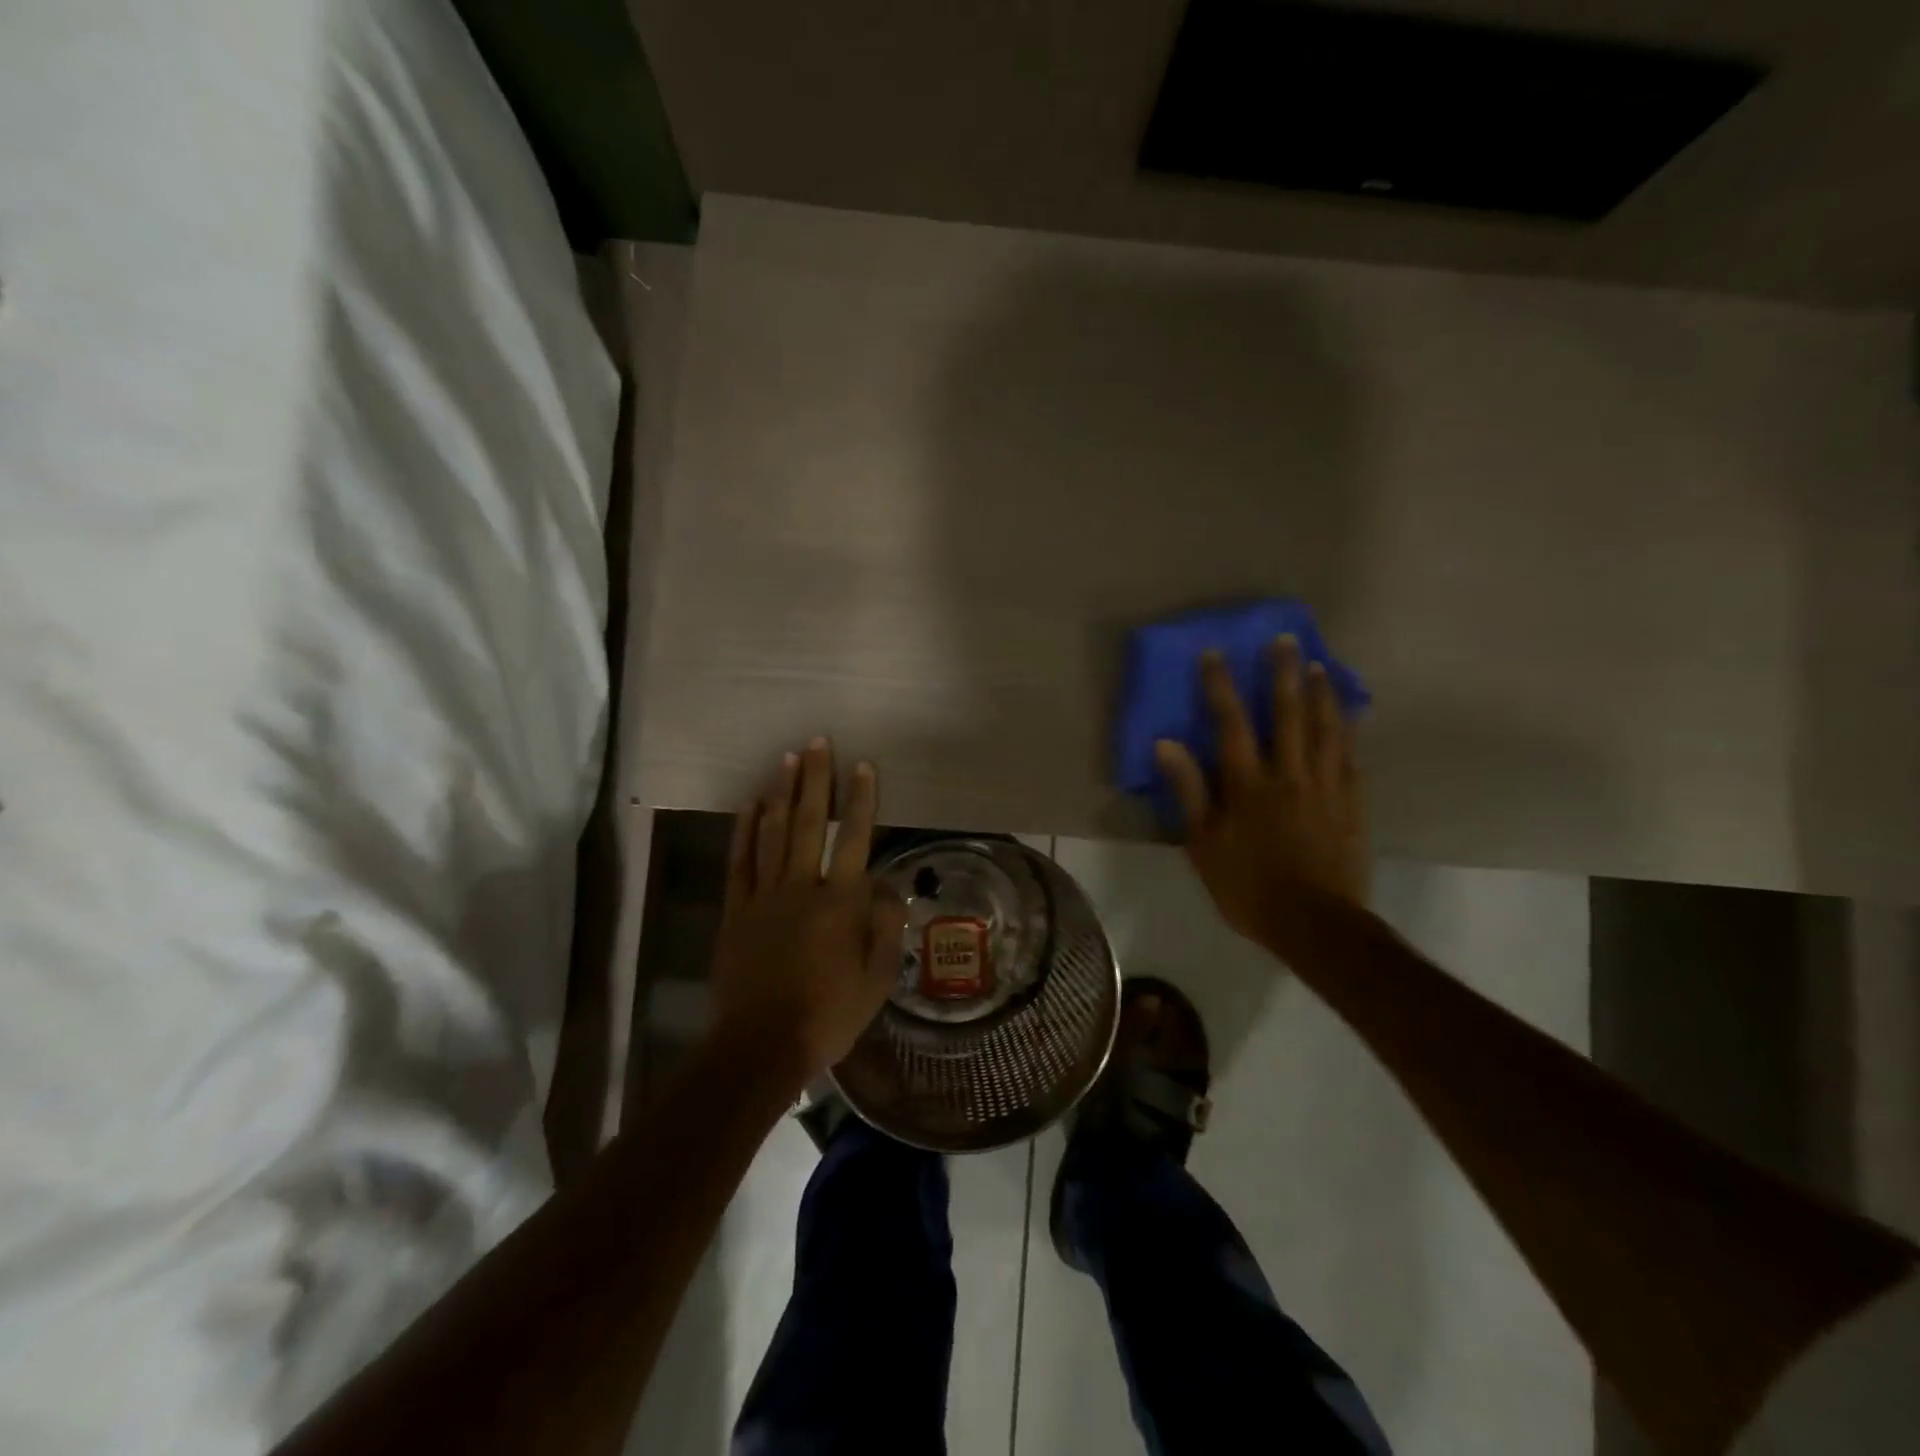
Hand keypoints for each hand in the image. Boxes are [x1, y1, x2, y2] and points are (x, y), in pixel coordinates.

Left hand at [708, 739, 907, 1086]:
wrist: (760, 1046)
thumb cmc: (827, 1016)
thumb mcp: (876, 980)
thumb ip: (886, 929)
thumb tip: (888, 890)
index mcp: (841, 903)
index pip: (855, 839)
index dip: (861, 800)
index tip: (863, 766)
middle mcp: (802, 887)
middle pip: (809, 823)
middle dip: (816, 780)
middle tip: (818, 742)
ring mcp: (763, 896)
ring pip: (772, 833)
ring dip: (781, 793)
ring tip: (787, 759)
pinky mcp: (735, 911)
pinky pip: (739, 861)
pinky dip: (744, 830)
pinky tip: (750, 804)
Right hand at [1155, 636, 1368, 951]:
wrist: (1315, 924)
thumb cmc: (1248, 886)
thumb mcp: (1203, 844)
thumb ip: (1189, 791)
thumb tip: (1167, 743)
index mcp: (1248, 785)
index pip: (1232, 724)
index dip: (1222, 686)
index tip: (1216, 653)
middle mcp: (1290, 775)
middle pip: (1288, 714)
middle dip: (1284, 673)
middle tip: (1286, 639)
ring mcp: (1326, 788)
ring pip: (1327, 730)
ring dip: (1322, 694)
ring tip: (1320, 666)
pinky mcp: (1352, 804)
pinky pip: (1352, 758)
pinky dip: (1350, 732)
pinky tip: (1350, 716)